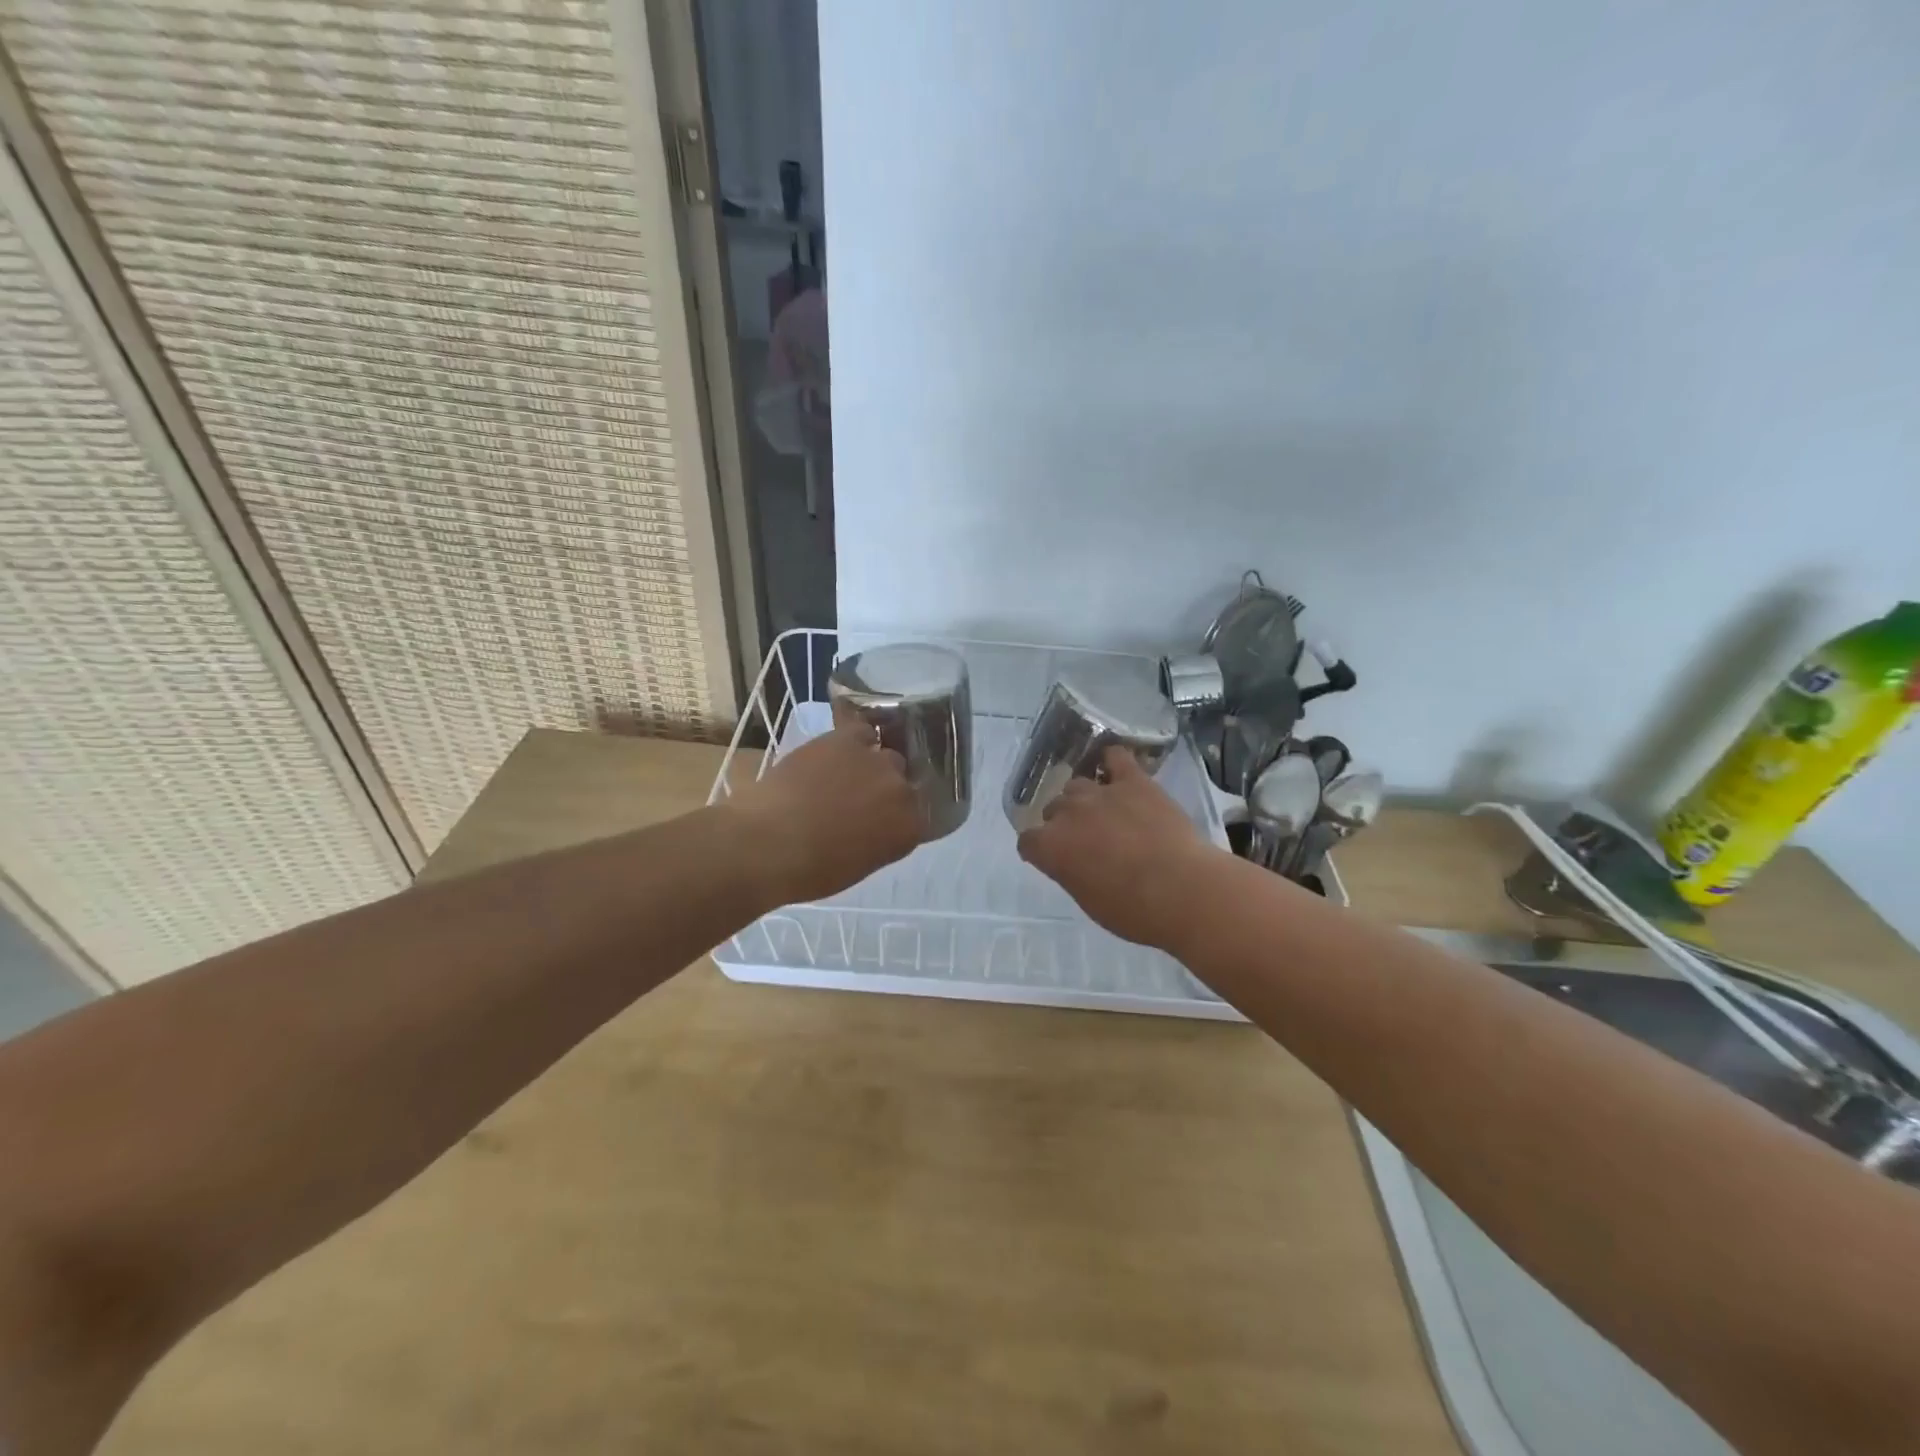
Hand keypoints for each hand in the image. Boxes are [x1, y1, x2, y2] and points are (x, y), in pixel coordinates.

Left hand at [726, 721, 924, 904]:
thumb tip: (871, 825)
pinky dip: (854, 739)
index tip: (878, 822)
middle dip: (884, 791)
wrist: (770, 842)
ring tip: (845, 774)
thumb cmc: (810, 870)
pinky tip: (838, 750)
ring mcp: (878, 762)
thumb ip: (878, 840)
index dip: (895, 817)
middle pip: (902, 783)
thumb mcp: (857, 865)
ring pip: (886, 756)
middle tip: (858, 801)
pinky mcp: (849, 740)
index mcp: (908, 830)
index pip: (915, 817)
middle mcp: (902, 792)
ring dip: (870, 765)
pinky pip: (863, 732)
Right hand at [1016, 747, 1220, 948]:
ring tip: (1103, 812)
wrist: (1182, 890)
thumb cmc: (1134, 911)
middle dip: (1063, 822)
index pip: (1028, 840)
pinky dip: (1112, 762)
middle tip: (1085, 839)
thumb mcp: (1089, 901)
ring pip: (1077, 785)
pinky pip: (1115, 757)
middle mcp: (1068, 813)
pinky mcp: (1133, 781)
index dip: (1039, 849)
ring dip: (1083, 798)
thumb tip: (1073, 862)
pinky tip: (1117, 772)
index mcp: (1051, 847)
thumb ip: (1071, 873)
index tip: (1052, 857)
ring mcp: (1100, 793)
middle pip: (1053, 808)